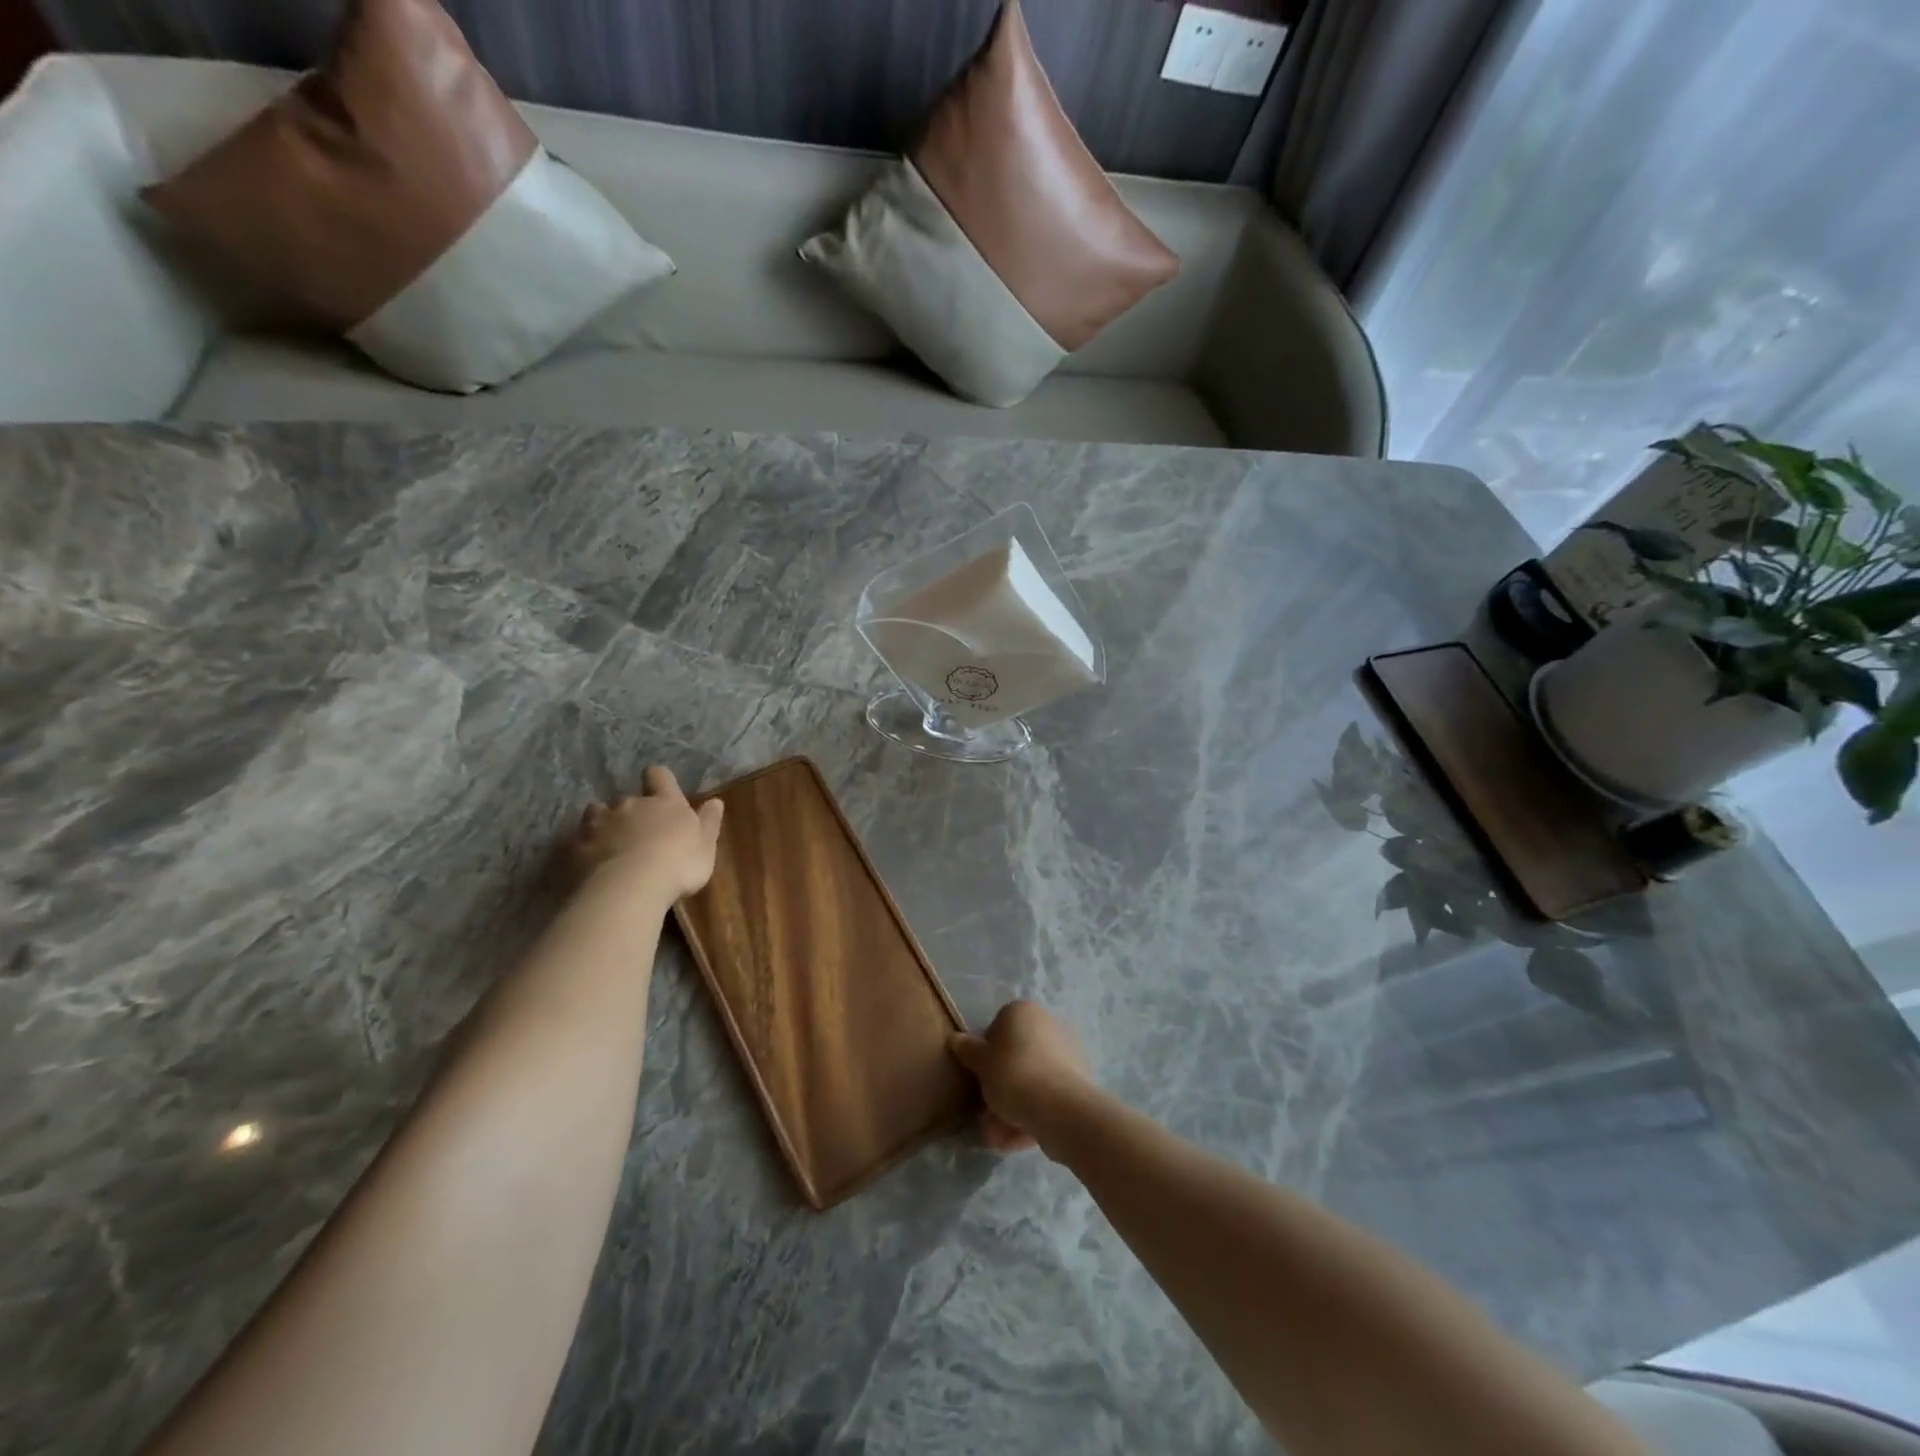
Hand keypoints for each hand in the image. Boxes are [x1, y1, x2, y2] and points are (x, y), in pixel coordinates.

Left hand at [571, 766, 724, 901]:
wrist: (630, 887)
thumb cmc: (678, 864)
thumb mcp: (706, 845)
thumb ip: (709, 822)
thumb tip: (716, 801)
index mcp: (664, 802)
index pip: (659, 776)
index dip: (658, 780)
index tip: (660, 791)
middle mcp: (630, 805)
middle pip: (626, 798)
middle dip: (630, 812)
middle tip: (639, 834)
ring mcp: (600, 824)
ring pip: (596, 813)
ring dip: (603, 824)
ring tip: (610, 845)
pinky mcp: (577, 846)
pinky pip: (580, 840)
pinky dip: (586, 848)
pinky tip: (592, 865)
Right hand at [949, 1001, 1096, 1152]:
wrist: (1061, 1108)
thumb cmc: (1014, 1075)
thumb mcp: (981, 1063)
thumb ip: (967, 1050)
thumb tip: (955, 1038)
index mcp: (1024, 1011)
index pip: (997, 1028)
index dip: (986, 1055)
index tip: (980, 1078)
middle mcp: (1048, 1024)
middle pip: (1015, 1057)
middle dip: (1000, 1087)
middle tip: (986, 1114)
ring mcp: (1067, 1052)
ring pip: (1031, 1080)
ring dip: (1013, 1106)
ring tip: (999, 1136)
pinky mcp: (1079, 1080)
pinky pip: (1048, 1095)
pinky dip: (1034, 1113)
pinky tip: (1020, 1137)